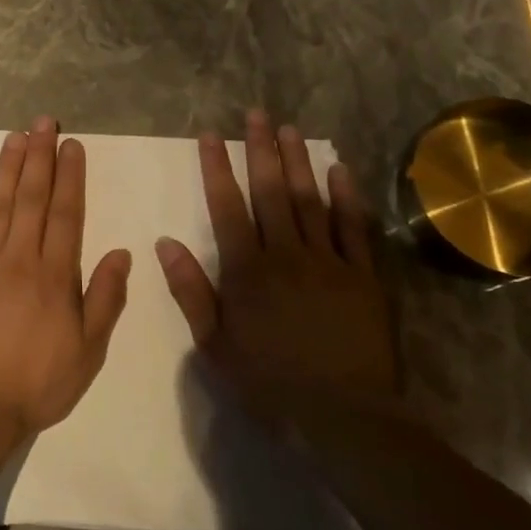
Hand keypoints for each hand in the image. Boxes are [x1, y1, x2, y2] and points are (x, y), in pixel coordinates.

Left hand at [0, 117, 132, 442]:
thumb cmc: (36, 382)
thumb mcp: (88, 351)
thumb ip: (105, 299)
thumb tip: (122, 253)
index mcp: (55, 274)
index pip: (65, 213)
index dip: (70, 176)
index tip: (71, 145)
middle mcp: (19, 257)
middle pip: (31, 197)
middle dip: (40, 157)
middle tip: (43, 123)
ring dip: (7, 167)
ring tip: (16, 136)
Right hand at [155, 111, 396, 434]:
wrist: (343, 415)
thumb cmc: (269, 382)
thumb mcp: (214, 345)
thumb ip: (191, 291)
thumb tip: (165, 244)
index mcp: (247, 271)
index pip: (227, 207)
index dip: (217, 168)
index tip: (211, 135)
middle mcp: (286, 254)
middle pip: (271, 192)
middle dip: (260, 150)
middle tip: (256, 114)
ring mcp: (329, 262)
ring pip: (310, 200)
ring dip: (298, 162)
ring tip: (290, 129)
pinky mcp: (364, 276)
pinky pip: (354, 228)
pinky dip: (346, 197)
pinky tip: (339, 170)